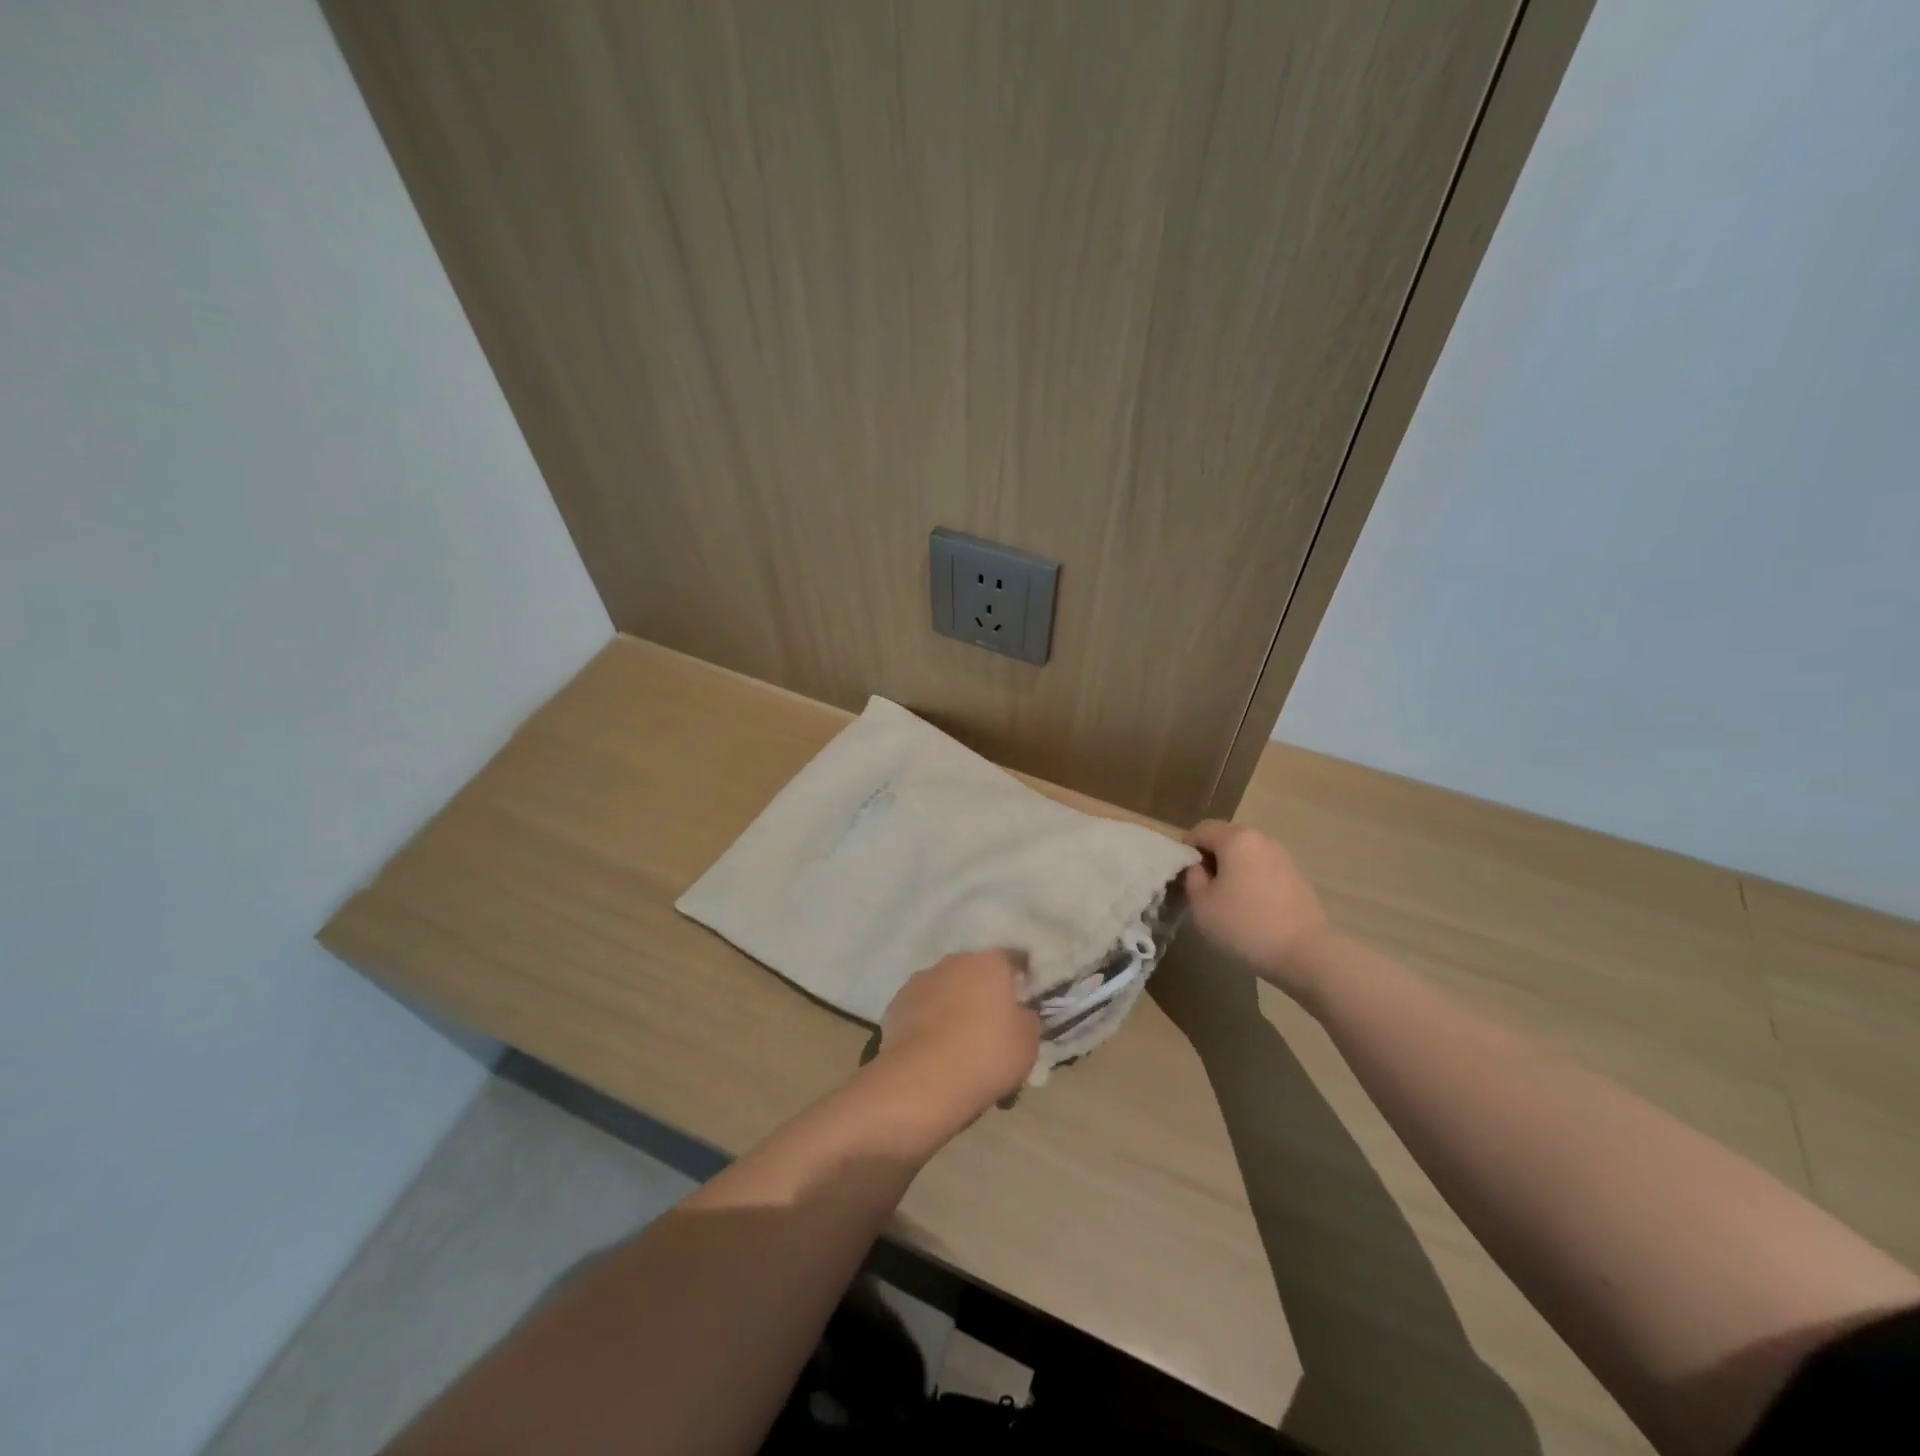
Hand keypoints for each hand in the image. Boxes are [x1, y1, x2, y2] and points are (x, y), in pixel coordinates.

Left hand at [877, 951, 1040, 1123]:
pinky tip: (932, 1050)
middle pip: (974, 972)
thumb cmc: (986, 1056)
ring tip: (957, 1042)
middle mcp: (953, 962)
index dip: (1020, 978)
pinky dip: (927, 1022)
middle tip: (990, 1025)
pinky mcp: (895, 1004)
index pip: (1012, 959)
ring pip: (944, 988)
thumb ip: (1026, 1018)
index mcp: (989, 963)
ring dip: (952, 1005)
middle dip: (982, 992)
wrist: (922, 1081)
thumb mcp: (1028, 1042)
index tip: (1023, 1001)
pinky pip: (920, 1008)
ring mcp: (920, 980)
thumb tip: (1018, 1012)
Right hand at [1183, 820, 1331, 997]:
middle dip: (1210, 856)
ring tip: (1226, 897)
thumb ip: (1192, 877)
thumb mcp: (1201, 904)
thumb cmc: (1244, 925)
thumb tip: (1198, 867)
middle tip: (1201, 886)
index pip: (1201, 830)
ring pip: (1246, 853)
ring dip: (1232, 867)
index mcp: (1236, 839)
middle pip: (1226, 837)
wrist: (1305, 953)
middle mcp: (1261, 839)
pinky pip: (1263, 867)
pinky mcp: (1296, 876)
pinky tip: (1250, 905)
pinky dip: (1251, 878)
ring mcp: (1283, 856)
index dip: (1186, 848)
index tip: (1182, 874)